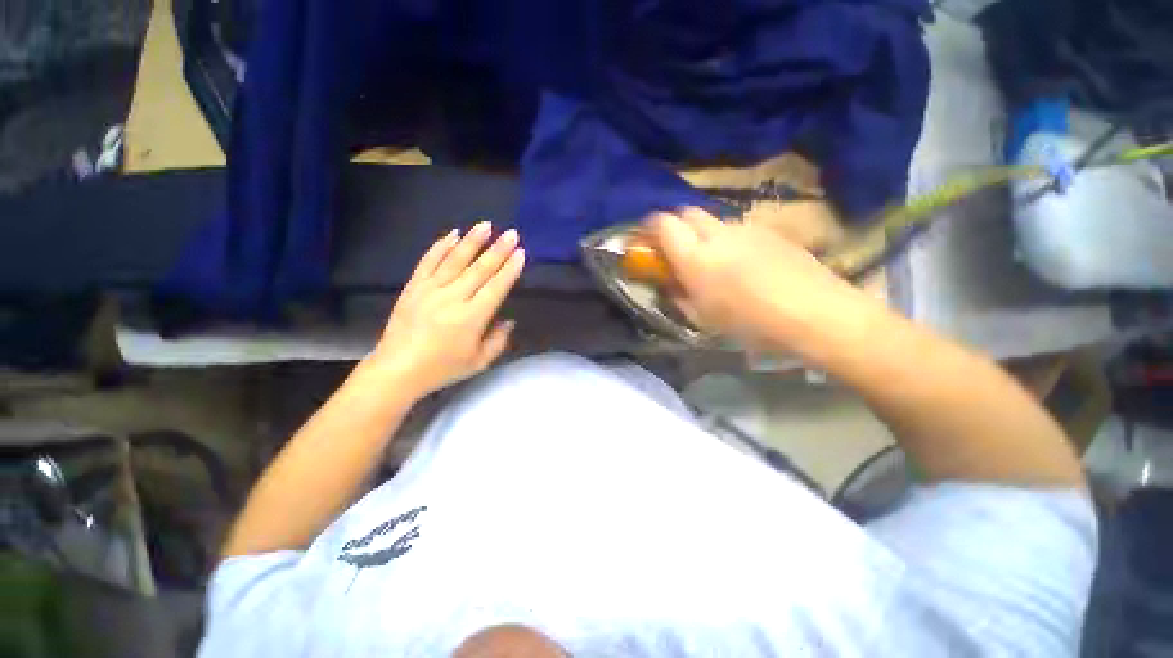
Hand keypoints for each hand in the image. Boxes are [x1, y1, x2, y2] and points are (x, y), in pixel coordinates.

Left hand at [370, 221, 524, 396]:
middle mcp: (452, 298)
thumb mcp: (479, 362)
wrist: (397, 370)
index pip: (496, 287)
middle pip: (479, 269)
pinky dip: (440, 247)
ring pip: (455, 260)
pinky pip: (428, 262)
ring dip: (472, 241)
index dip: (510, 269)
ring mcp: (430, 290)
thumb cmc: (442, 368)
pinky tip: (452, 234)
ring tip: (486, 225)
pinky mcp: (413, 287)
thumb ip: (498, 341)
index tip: (520, 253)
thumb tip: (509, 320)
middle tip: (511, 233)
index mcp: (471, 318)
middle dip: (498, 250)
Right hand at [647, 207, 866, 348]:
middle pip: (686, 212)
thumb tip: (670, 282)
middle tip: (677, 249)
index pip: (663, 223)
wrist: (814, 313)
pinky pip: (738, 229)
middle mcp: (717, 234)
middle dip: (676, 225)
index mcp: (695, 257)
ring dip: (704, 234)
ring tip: (714, 260)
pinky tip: (743, 262)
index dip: (650, 227)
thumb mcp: (704, 317)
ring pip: (713, 221)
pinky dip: (729, 240)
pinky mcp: (769, 231)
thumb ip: (679, 294)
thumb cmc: (750, 323)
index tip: (647, 240)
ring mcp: (745, 229)